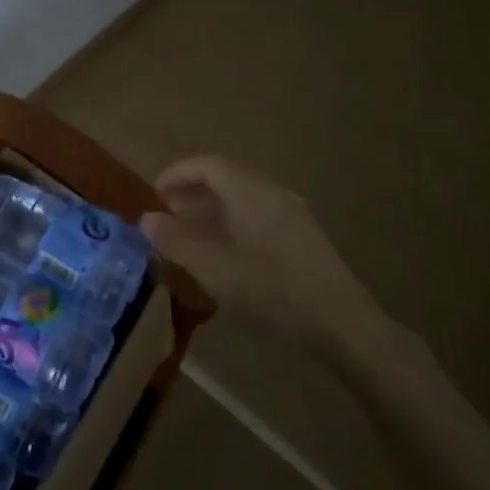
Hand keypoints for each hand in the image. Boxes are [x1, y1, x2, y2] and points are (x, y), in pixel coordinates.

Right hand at [141, 155, 390, 354]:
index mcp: (249, 190)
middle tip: (168, 215)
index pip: (206, 164)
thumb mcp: (214, 268)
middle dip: (192, 192)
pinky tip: (226, 253)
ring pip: (242, 198)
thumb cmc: (272, 290)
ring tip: (191, 235)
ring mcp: (292, 213)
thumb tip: (145, 219)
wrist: (343, 325)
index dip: (176, 174)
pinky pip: (258, 214)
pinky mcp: (303, 237)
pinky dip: (232, 222)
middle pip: (226, 178)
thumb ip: (176, 241)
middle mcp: (271, 192)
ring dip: (212, 209)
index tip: (154, 194)